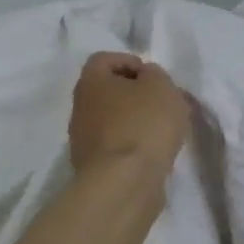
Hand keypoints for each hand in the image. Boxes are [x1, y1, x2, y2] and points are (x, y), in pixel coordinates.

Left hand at [67, 52, 189, 181]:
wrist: (123, 184)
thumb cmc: (142, 124)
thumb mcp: (161, 86)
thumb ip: (154, 74)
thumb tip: (144, 79)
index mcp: (91, 82)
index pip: (104, 59)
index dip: (129, 61)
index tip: (152, 75)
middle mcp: (80, 108)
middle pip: (107, 91)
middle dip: (135, 94)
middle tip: (161, 102)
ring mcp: (83, 140)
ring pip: (112, 120)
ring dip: (135, 122)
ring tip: (163, 131)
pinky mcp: (93, 168)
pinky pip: (116, 146)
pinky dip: (133, 146)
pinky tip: (154, 153)